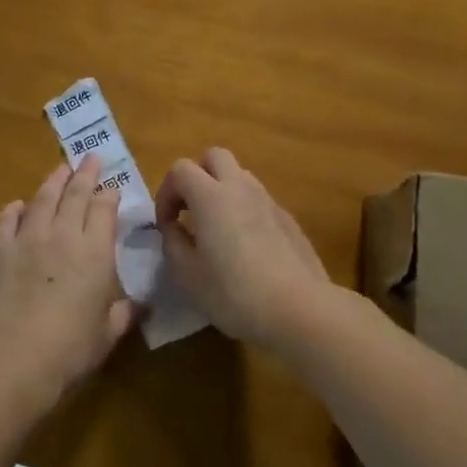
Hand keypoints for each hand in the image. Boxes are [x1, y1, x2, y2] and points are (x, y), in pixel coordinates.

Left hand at [0, 158, 134, 404]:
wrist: (12, 358)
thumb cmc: (69, 350)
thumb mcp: (107, 335)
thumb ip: (123, 313)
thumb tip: (140, 305)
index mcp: (94, 253)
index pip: (104, 210)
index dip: (109, 195)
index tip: (111, 188)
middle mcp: (62, 235)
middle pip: (75, 194)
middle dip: (85, 174)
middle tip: (89, 158)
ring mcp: (26, 239)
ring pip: (42, 199)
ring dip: (53, 182)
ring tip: (60, 170)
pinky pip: (6, 221)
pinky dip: (14, 210)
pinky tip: (17, 206)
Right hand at [155, 148, 336, 349]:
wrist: (300, 309)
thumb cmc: (234, 293)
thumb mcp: (188, 275)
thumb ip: (173, 243)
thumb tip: (174, 227)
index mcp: (211, 196)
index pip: (180, 169)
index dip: (166, 193)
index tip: (166, 225)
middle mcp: (240, 188)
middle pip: (214, 157)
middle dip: (196, 176)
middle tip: (190, 211)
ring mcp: (269, 201)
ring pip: (240, 176)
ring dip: (222, 191)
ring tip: (217, 229)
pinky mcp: (288, 219)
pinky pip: (259, 200)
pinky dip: (245, 210)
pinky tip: (246, 247)